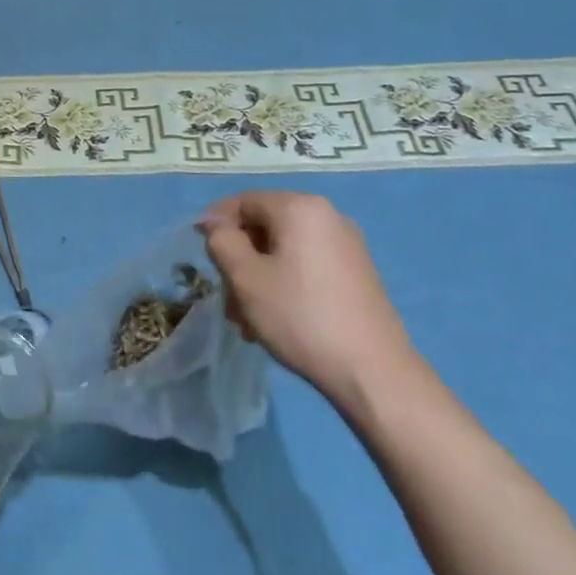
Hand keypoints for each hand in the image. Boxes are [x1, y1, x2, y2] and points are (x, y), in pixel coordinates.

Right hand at [198, 192, 418, 409]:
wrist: (373, 373)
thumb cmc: (299, 315)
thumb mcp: (245, 277)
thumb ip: (221, 241)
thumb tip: (215, 224)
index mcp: (299, 207)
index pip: (242, 201)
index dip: (215, 225)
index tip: (202, 258)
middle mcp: (326, 215)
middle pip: (263, 226)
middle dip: (239, 259)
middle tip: (227, 298)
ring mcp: (346, 244)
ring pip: (283, 250)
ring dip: (258, 277)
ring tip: (247, 319)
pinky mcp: (356, 272)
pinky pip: (306, 265)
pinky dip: (284, 283)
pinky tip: (277, 318)